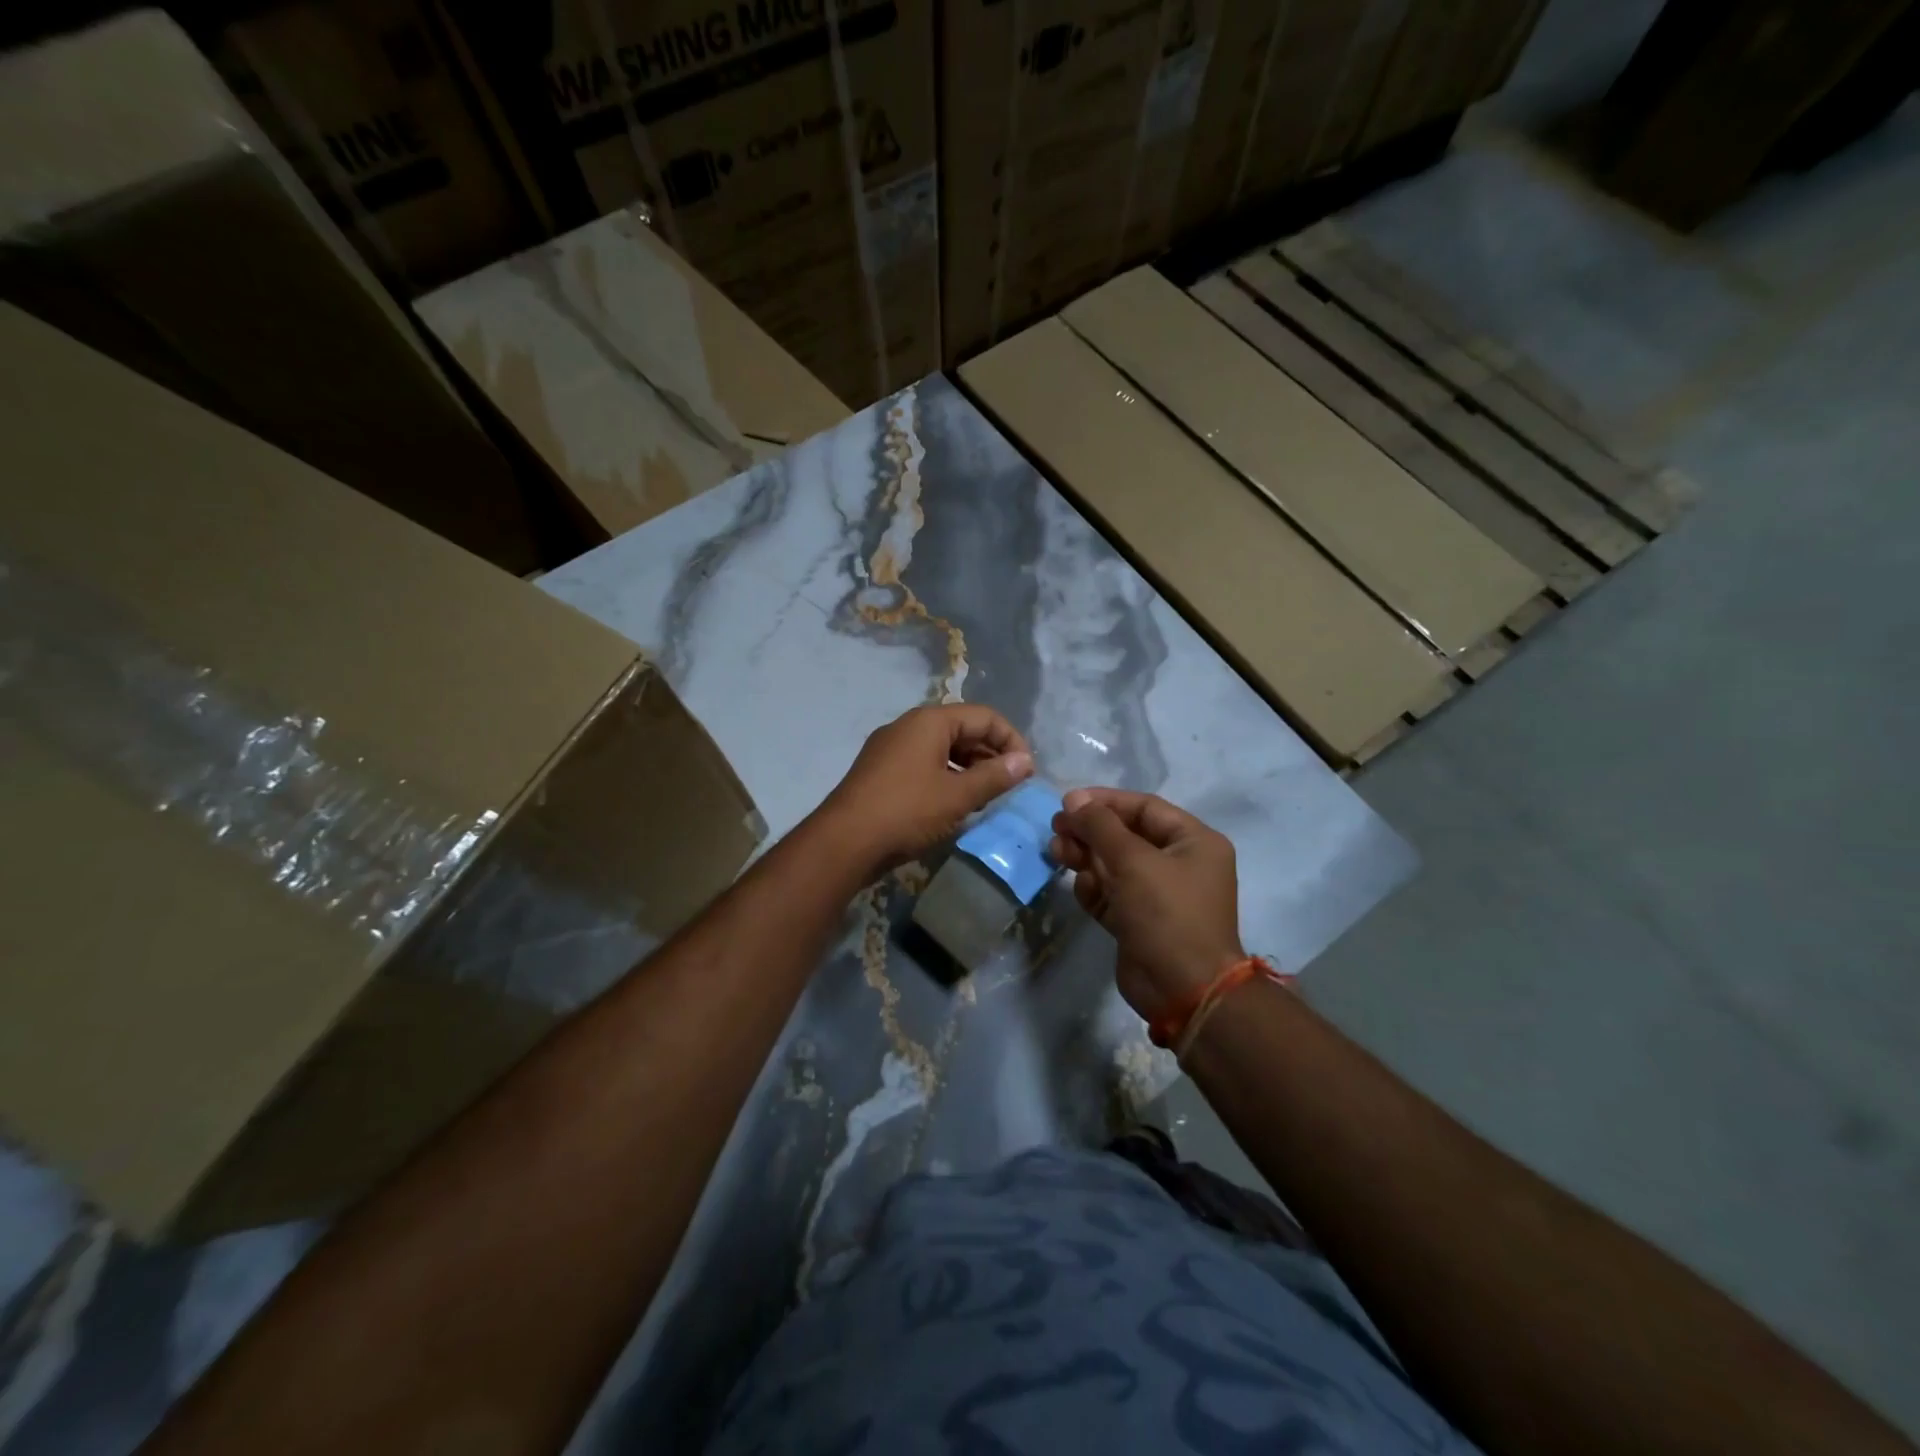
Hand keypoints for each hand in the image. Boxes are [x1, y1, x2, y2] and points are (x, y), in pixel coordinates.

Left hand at [812, 704, 1033, 880]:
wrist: (843, 842)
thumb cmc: (906, 812)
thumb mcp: (957, 796)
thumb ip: (995, 776)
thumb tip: (1025, 761)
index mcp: (929, 721)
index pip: (984, 716)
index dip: (1011, 740)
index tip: (1027, 771)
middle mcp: (908, 726)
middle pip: (962, 729)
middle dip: (991, 754)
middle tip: (1010, 785)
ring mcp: (890, 748)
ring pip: (942, 749)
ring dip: (970, 768)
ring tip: (987, 797)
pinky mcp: (880, 771)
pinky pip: (923, 764)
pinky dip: (946, 777)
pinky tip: (955, 804)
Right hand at [1049, 788, 1244, 1019]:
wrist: (1183, 991)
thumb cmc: (1166, 913)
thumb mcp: (1133, 861)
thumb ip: (1100, 825)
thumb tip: (1073, 798)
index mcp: (1194, 842)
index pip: (1144, 808)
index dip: (1105, 802)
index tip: (1068, 802)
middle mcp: (1179, 864)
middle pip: (1125, 835)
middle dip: (1090, 832)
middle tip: (1056, 830)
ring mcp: (1158, 895)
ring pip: (1113, 864)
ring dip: (1085, 857)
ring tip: (1057, 854)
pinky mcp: (1138, 921)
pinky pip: (1111, 894)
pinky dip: (1094, 889)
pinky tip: (1081, 889)